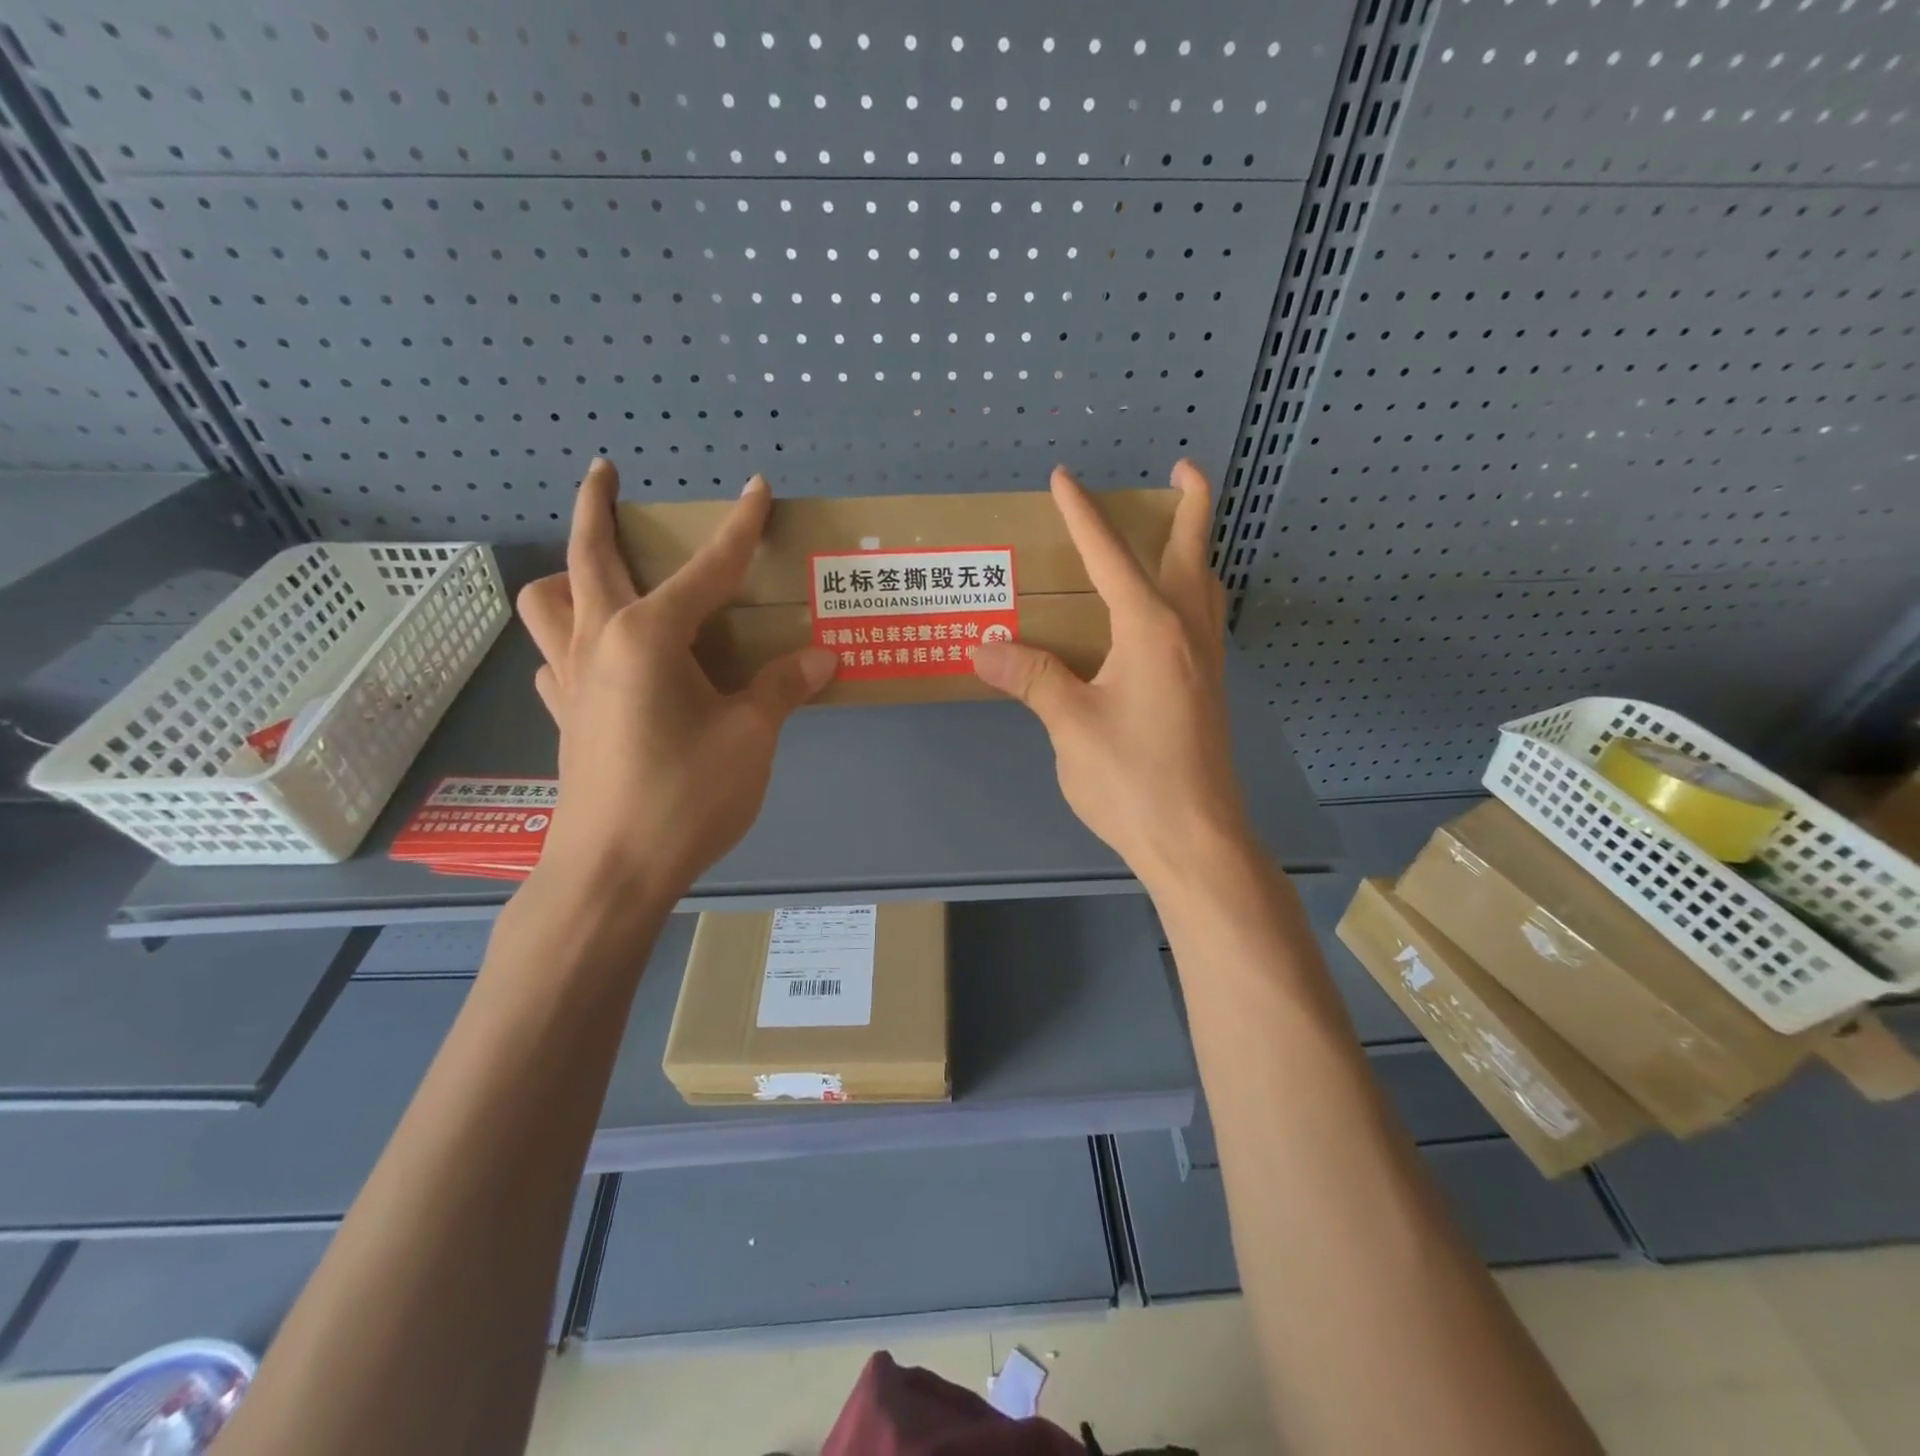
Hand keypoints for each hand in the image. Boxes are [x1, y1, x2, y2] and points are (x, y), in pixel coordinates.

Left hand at [515, 460, 835, 901]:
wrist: (611, 872)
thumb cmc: (685, 798)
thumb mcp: (751, 739)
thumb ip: (782, 688)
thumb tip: (821, 657)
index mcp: (649, 637)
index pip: (707, 568)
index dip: (738, 527)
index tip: (756, 487)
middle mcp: (599, 641)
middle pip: (590, 555)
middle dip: (599, 505)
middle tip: (608, 473)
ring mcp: (570, 678)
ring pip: (547, 600)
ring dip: (569, 571)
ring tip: (601, 573)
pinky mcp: (563, 715)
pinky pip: (552, 655)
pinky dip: (568, 637)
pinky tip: (600, 655)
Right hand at [972, 462, 1251, 893]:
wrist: (1196, 839)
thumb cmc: (1132, 779)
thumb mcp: (1071, 725)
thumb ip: (1032, 678)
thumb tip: (983, 647)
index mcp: (1151, 629)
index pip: (1110, 556)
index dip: (1084, 515)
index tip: (1064, 478)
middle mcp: (1187, 633)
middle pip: (1192, 553)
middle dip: (1189, 505)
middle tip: (1181, 470)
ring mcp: (1206, 663)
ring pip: (1206, 587)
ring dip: (1194, 549)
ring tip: (1175, 533)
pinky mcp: (1208, 691)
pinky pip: (1202, 620)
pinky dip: (1190, 592)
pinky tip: (1167, 615)